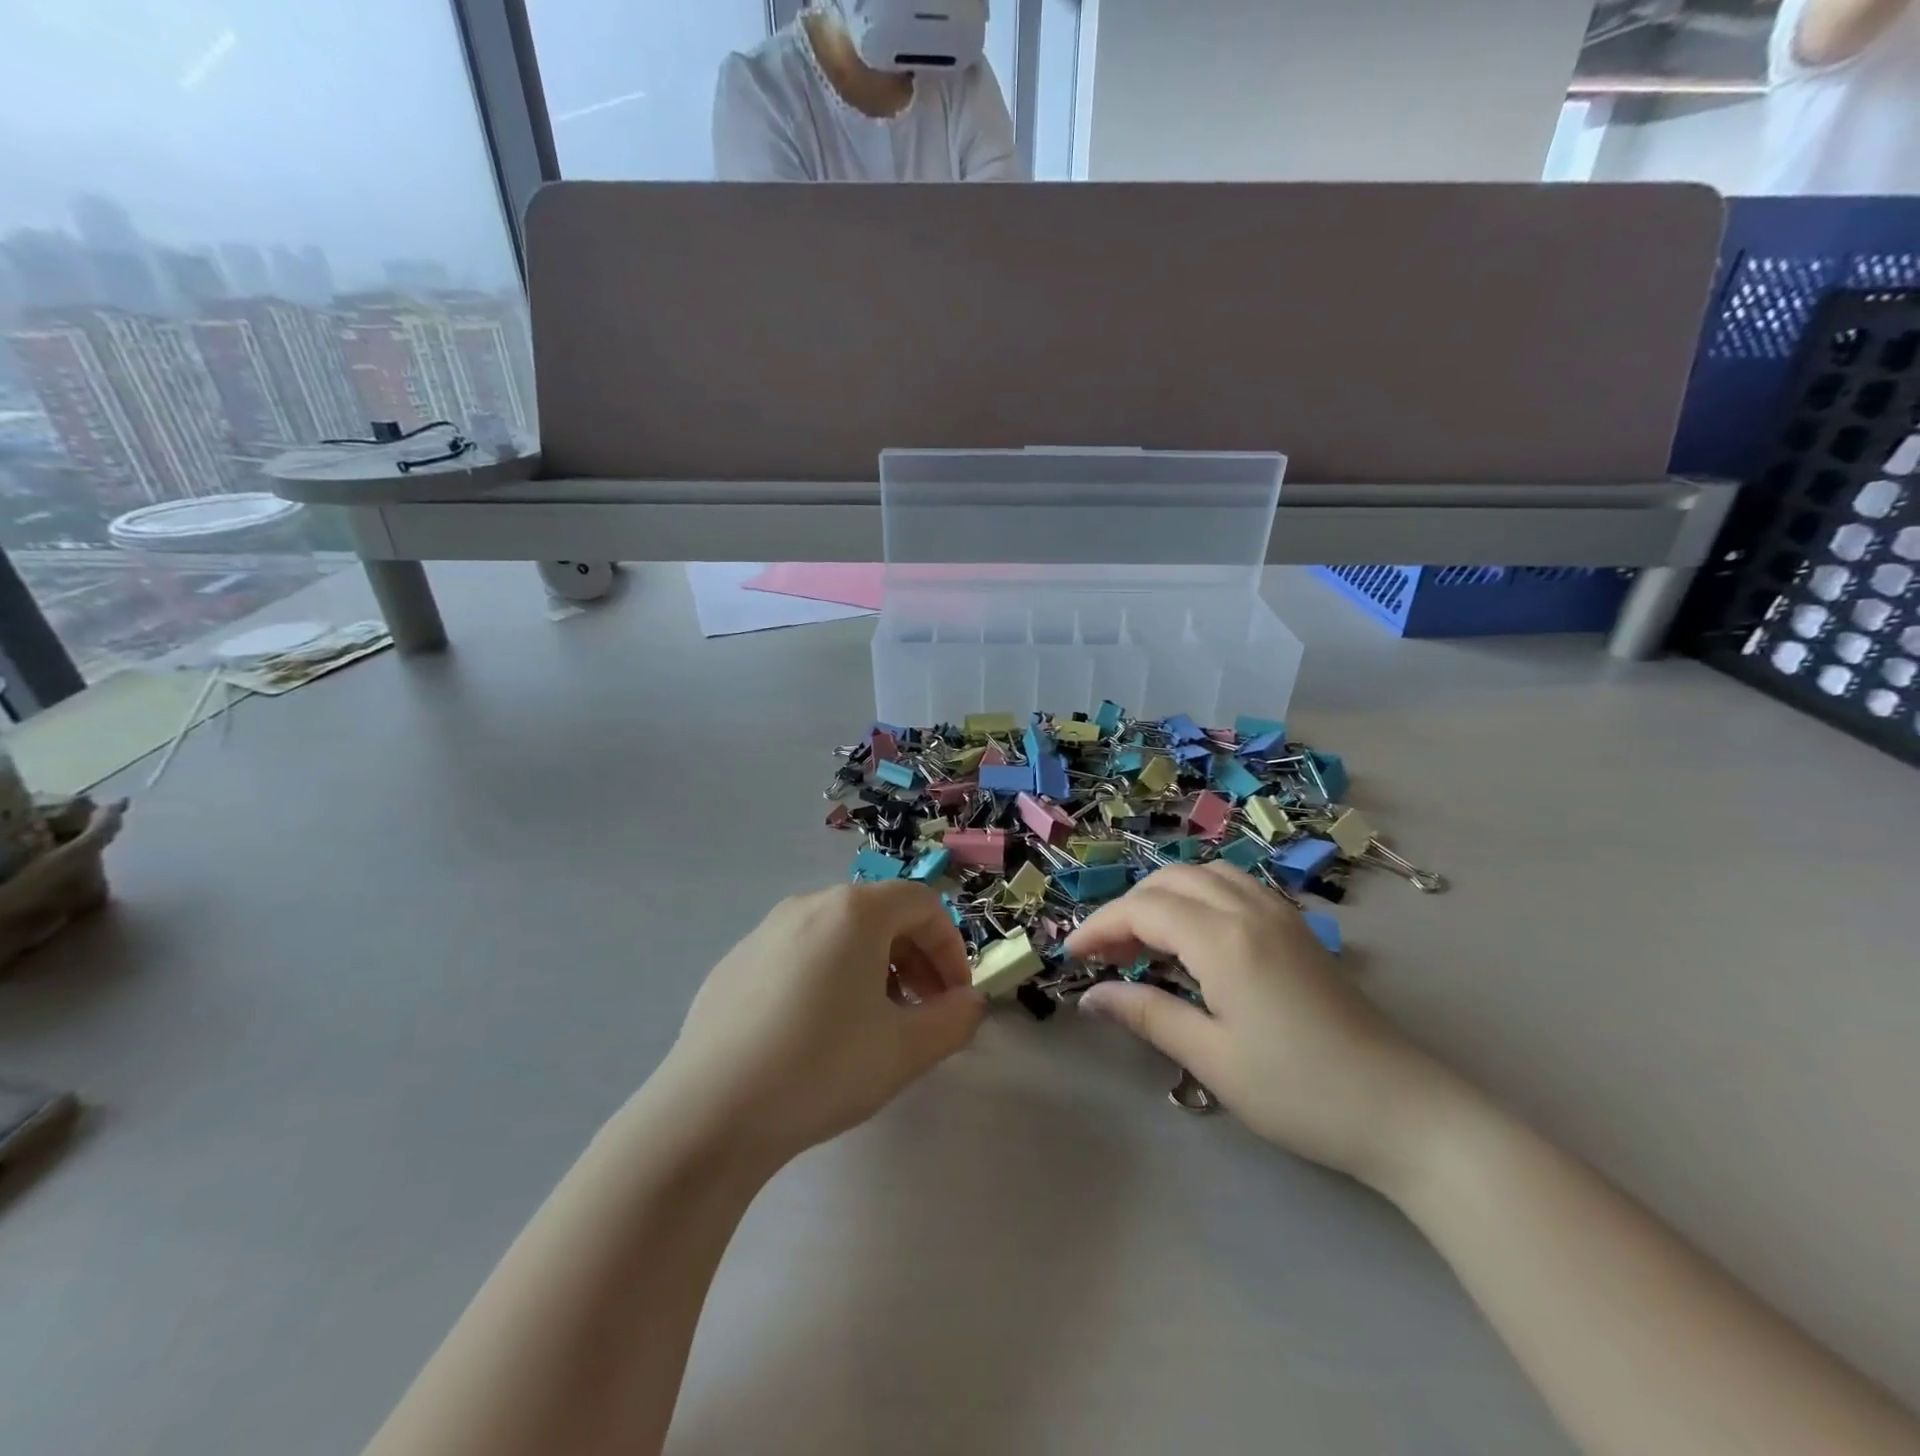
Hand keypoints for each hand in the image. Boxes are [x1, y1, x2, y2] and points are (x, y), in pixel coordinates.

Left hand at [659, 882, 985, 1167]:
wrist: (708, 1113)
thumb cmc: (821, 1069)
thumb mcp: (905, 1050)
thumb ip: (954, 1020)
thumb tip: (970, 1003)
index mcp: (853, 912)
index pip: (922, 904)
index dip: (950, 947)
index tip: (954, 998)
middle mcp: (808, 905)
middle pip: (880, 914)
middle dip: (914, 958)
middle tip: (922, 1012)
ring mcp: (765, 931)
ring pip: (838, 934)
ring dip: (873, 967)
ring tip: (873, 1023)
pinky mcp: (734, 962)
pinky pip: (799, 953)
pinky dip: (827, 976)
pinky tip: (815, 1032)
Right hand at [1067, 863, 1454, 1191]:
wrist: (1405, 1112)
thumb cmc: (1301, 1093)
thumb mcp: (1212, 1059)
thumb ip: (1148, 1015)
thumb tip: (1091, 996)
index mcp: (1224, 940)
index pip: (1143, 910)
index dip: (1100, 926)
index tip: (1071, 955)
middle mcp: (1250, 910)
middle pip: (1170, 882)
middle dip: (1127, 908)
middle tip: (1103, 953)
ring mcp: (1280, 915)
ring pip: (1204, 875)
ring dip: (1163, 896)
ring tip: (1143, 940)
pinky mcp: (1298, 929)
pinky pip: (1234, 887)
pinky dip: (1198, 895)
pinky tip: (1194, 934)